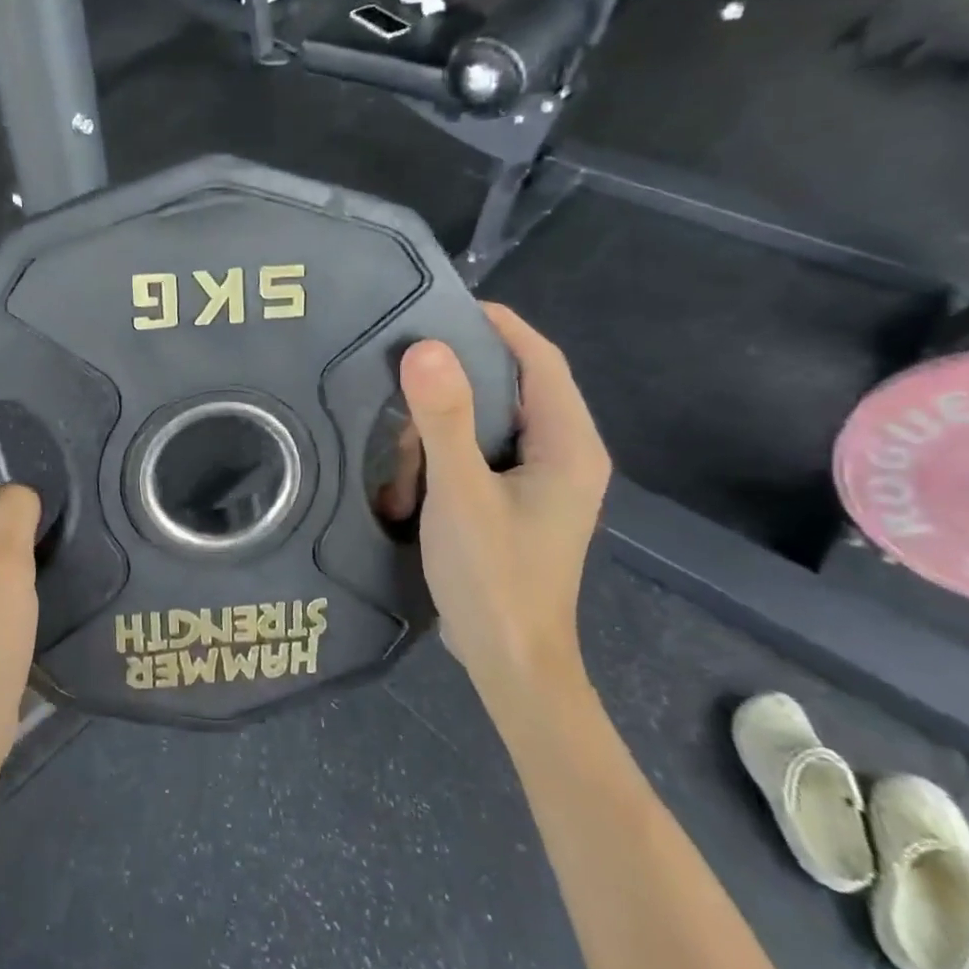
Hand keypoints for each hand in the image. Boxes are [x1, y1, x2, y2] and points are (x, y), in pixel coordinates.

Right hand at [392, 305, 611, 713]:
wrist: (510, 663)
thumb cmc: (493, 578)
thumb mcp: (461, 495)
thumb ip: (444, 420)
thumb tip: (424, 346)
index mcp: (568, 445)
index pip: (540, 360)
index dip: (498, 325)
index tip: (442, 304)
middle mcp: (564, 455)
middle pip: (514, 387)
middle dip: (458, 378)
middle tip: (404, 368)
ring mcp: (541, 482)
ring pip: (491, 422)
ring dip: (444, 424)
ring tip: (400, 434)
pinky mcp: (516, 502)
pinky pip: (480, 453)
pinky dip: (445, 452)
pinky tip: (410, 467)